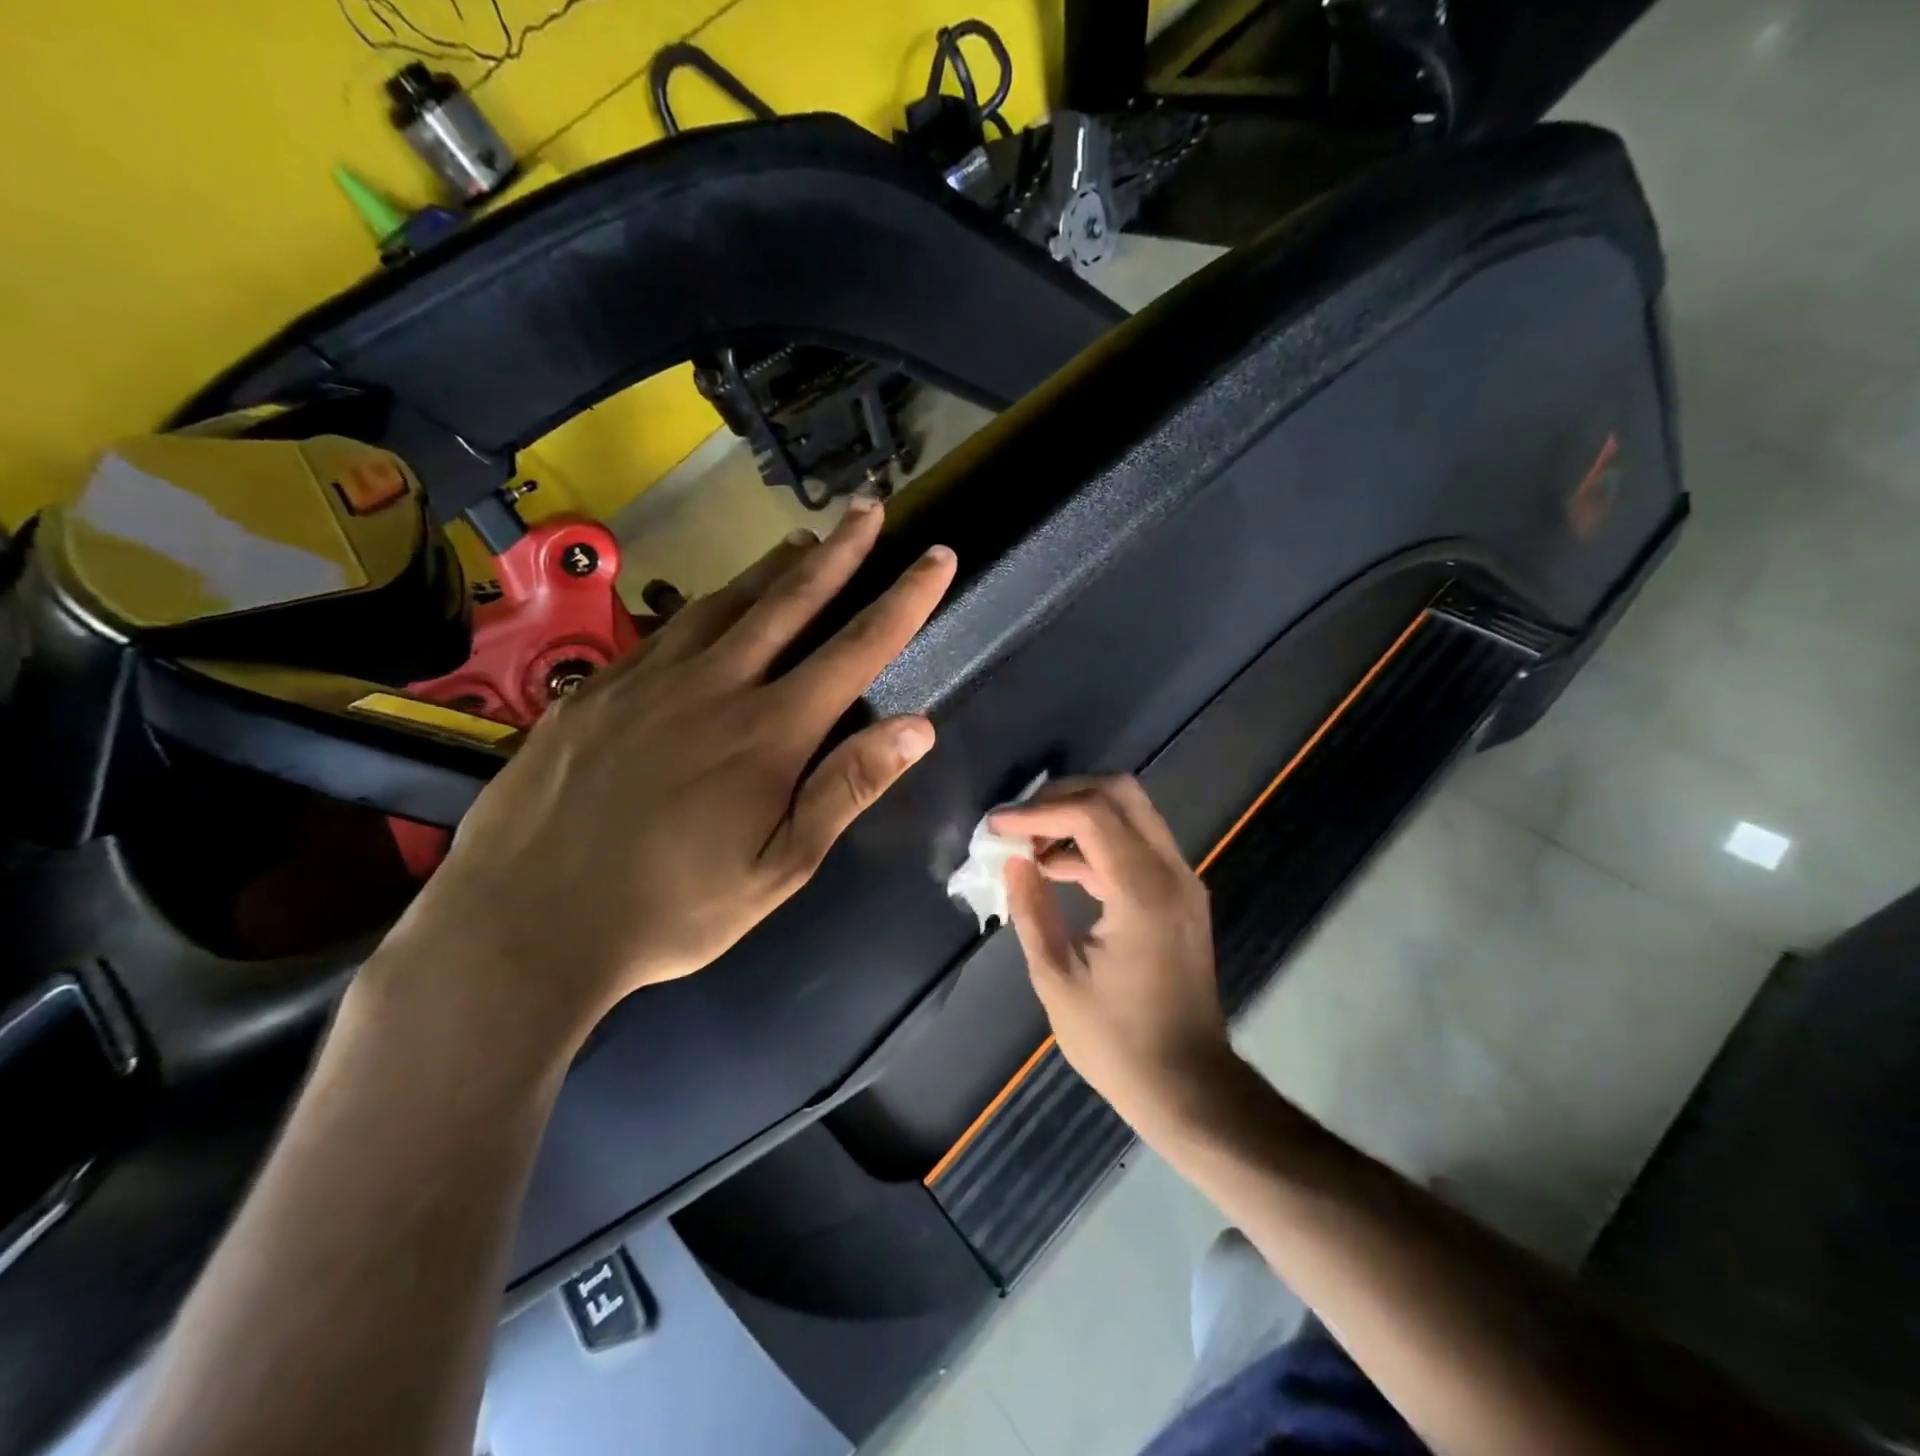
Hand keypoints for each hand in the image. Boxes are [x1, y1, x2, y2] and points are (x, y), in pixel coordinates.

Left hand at [376, 498, 955, 1047]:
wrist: (525, 923)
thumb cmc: (672, 908)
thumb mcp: (779, 868)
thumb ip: (846, 790)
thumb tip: (918, 727)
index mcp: (768, 732)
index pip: (856, 648)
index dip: (905, 599)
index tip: (937, 556)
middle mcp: (713, 685)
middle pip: (789, 601)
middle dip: (839, 551)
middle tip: (868, 508)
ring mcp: (646, 679)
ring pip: (723, 603)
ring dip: (772, 569)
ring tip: (801, 543)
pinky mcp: (595, 688)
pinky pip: (664, 632)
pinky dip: (704, 608)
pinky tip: (709, 611)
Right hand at [992, 776, 1232, 1128]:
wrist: (1189, 1086)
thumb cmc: (1117, 1042)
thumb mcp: (1058, 978)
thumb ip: (1031, 909)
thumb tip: (1012, 861)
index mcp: (1143, 892)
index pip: (1090, 815)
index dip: (1037, 812)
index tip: (997, 828)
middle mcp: (1171, 873)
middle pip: (1120, 793)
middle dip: (1063, 795)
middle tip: (1020, 821)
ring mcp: (1181, 882)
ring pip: (1131, 813)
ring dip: (1079, 816)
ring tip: (1029, 845)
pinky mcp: (1179, 897)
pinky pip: (1136, 844)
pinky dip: (1097, 842)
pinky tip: (1057, 869)